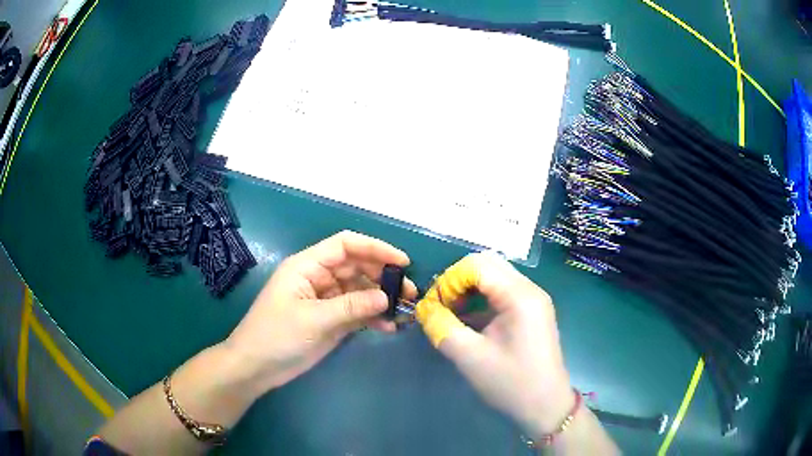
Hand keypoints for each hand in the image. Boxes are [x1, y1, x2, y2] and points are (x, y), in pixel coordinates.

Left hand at [224, 231, 416, 396]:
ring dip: (381, 298)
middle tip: (408, 291)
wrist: (256, 367)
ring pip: (359, 290)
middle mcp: (318, 278)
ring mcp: (325, 300)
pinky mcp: (330, 320)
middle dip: (383, 275)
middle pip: (356, 267)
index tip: (402, 261)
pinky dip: (372, 317)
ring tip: (403, 310)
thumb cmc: (276, 336)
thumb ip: (351, 306)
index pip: (345, 246)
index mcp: (307, 266)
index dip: (375, 248)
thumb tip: (386, 297)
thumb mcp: (313, 320)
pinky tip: (388, 327)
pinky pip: (356, 312)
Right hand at [415, 253, 573, 437]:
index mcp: (519, 296)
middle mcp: (529, 289)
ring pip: (494, 276)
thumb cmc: (511, 382)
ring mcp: (533, 300)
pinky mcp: (531, 312)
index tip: (434, 307)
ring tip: (451, 313)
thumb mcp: (469, 356)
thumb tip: (423, 308)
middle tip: (441, 307)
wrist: (545, 405)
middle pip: (487, 265)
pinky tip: (468, 320)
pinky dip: (481, 299)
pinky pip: (502, 292)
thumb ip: (441, 327)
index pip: (476, 265)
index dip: (449, 281)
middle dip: (458, 281)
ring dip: (469, 289)